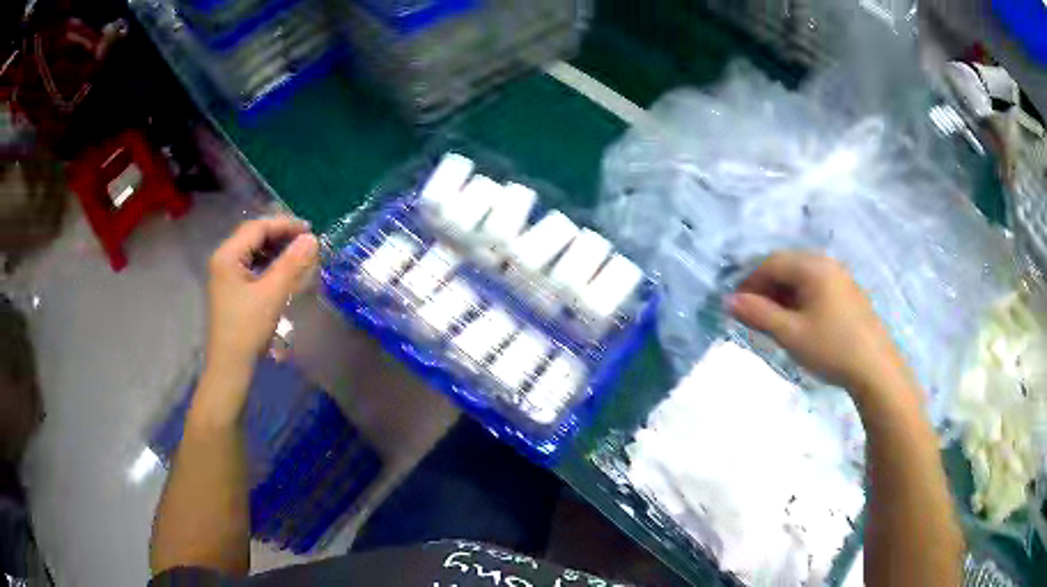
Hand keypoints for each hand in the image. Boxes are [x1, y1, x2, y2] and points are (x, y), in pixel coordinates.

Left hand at [205, 217, 318, 375]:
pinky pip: (251, 266)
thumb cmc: (247, 329)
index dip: (284, 224)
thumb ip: (292, 263)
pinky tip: (282, 271)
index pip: (257, 227)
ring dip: (275, 249)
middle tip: (306, 241)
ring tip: (298, 254)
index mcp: (227, 255)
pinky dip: (268, 264)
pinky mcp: (230, 290)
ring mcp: (225, 276)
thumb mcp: (272, 294)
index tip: (310, 230)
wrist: (230, 367)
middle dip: (280, 235)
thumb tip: (312, 239)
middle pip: (253, 236)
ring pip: (252, 251)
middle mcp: (223, 260)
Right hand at [729, 251, 910, 395]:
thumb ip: (759, 314)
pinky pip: (816, 286)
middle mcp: (826, 263)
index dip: (749, 282)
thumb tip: (729, 301)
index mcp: (812, 267)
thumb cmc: (831, 347)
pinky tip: (798, 321)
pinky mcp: (848, 292)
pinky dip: (799, 299)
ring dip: (782, 294)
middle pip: (787, 266)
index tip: (736, 306)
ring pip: (801, 277)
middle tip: (752, 315)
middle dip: (765, 287)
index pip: (771, 263)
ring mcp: (840, 277)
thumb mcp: (790, 333)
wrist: (875, 368)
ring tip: (773, 321)